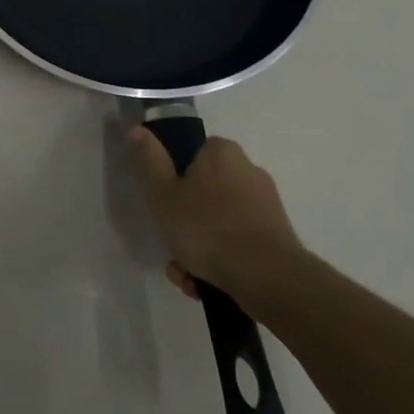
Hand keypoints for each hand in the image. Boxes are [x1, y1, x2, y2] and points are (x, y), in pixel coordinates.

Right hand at [131, 128, 300, 301]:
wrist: (269, 278)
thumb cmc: (208, 229)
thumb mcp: (163, 195)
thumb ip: (149, 161)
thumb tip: (136, 129)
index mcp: (222, 152)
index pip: (190, 155)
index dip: (172, 181)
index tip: (163, 207)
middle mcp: (248, 171)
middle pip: (202, 194)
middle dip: (183, 225)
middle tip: (172, 249)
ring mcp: (265, 205)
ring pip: (217, 223)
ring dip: (198, 250)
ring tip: (187, 276)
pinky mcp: (276, 236)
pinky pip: (237, 243)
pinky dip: (220, 261)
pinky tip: (206, 284)